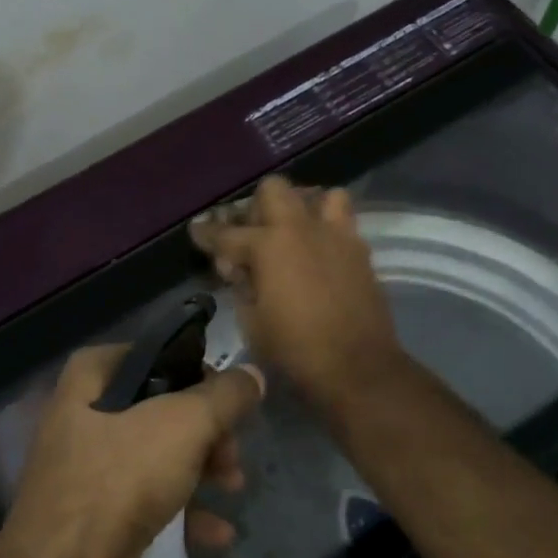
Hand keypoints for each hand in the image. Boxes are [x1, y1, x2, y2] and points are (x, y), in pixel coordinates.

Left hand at [5, 344, 264, 557]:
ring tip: (234, 487)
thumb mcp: (183, 425)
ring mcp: (84, 469)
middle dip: (205, 430)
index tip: (222, 389)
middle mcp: (81, 417)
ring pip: (155, 455)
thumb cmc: (120, 479)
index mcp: (88, 381)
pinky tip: (217, 533)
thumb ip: (224, 396)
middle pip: (156, 408)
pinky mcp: (93, 515)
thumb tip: (253, 373)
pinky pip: (145, 499)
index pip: (145, 353)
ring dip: (201, 469)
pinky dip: (182, 509)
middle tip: (233, 449)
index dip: (187, 366)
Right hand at [189, 176, 407, 410]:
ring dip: (302, 207)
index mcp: (268, 246)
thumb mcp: (252, 322)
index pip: (227, 233)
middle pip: (273, 189)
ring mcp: (336, 235)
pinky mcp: (360, 250)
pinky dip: (327, 228)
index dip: (206, 233)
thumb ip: (241, 286)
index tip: (197, 231)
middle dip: (256, 206)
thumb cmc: (295, 350)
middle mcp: (302, 228)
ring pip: (320, 195)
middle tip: (251, 233)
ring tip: (294, 231)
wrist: (358, 367)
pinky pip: (343, 222)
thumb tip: (239, 269)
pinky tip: (319, 252)